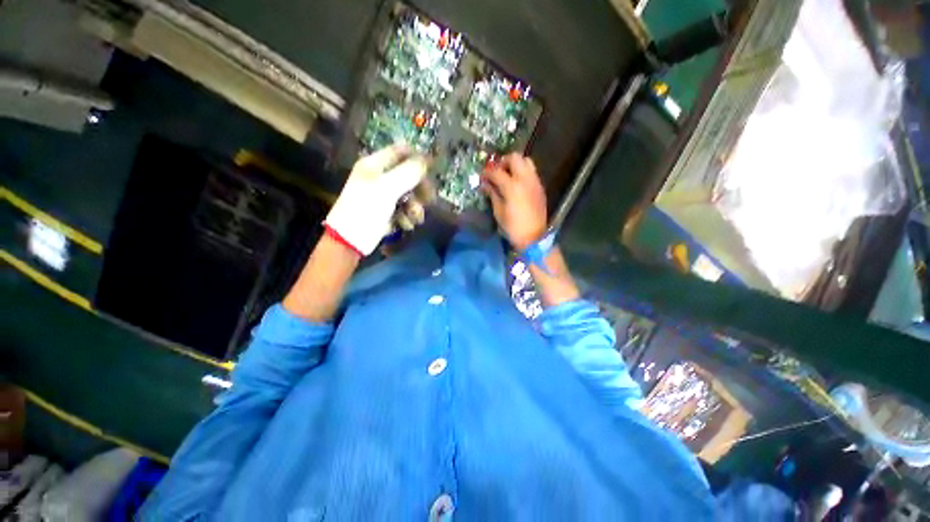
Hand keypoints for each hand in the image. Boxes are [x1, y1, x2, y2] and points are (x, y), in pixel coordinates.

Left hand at [325, 145, 428, 254]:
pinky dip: (408, 217)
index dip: (418, 158)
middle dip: (420, 189)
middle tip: (429, 199)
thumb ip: (409, 172)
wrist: (351, 240)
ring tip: (414, 218)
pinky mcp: (388, 211)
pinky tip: (405, 225)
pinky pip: (405, 209)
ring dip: (416, 207)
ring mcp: (384, 196)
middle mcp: (381, 177)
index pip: (401, 151)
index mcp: (375, 165)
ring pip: (410, 195)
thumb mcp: (387, 188)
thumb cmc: (365, 209)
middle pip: (409, 175)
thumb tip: (427, 159)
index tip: (434, 169)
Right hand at [482, 154, 547, 250]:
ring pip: (526, 161)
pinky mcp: (540, 187)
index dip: (487, 172)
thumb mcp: (499, 211)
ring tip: (508, 175)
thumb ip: (492, 194)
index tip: (482, 176)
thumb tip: (485, 184)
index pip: (496, 172)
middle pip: (514, 158)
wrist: (534, 237)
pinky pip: (531, 171)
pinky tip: (517, 183)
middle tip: (497, 172)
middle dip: (503, 162)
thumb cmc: (513, 227)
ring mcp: (534, 181)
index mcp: (512, 186)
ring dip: (515, 164)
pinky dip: (523, 172)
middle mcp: (525, 179)